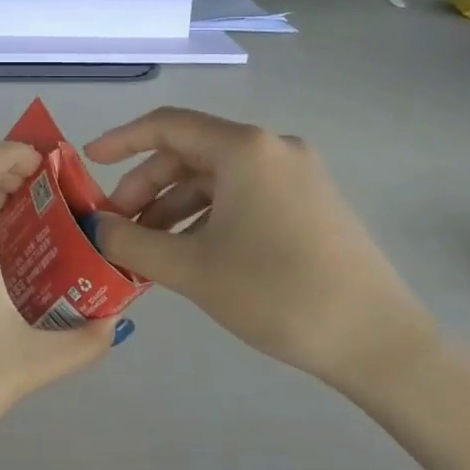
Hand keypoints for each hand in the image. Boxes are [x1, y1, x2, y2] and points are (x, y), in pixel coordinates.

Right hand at [83, 108, 435, 394]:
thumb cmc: (277, 293)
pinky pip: (244, 196)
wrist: (380, 344)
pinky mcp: (311, 203)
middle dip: (147, 186)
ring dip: (175, 206)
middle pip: (190, 153)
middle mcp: (272, 149)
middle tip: (118, 225)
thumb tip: (96, 227)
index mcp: (245, 149)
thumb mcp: (192, 269)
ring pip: (216, 178)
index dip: (121, 140)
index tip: (88, 163)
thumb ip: (132, 242)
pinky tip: (191, 253)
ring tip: (149, 247)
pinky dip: (208, 216)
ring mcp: (297, 175)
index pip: (167, 125)